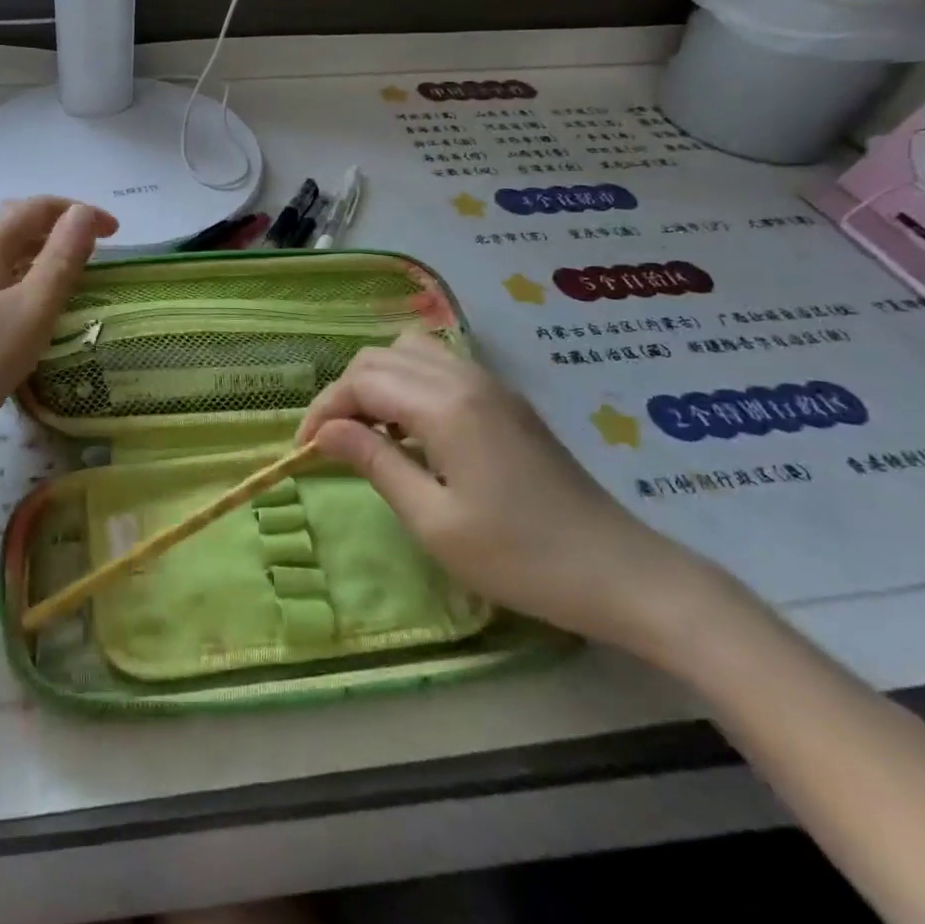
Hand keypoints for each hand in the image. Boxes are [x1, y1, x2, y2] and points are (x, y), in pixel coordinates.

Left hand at [0, 198, 116, 470]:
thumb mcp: (32, 311)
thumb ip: (61, 260)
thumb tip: (82, 213)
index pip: (35, 207)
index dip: (78, 211)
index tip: (115, 232)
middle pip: (12, 221)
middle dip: (57, 224)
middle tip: (92, 245)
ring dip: (37, 249)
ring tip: (67, 271)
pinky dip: (19, 273)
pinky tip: (27, 303)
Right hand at [298, 331, 716, 653]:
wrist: (620, 571)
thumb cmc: (520, 556)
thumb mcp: (433, 520)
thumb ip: (374, 463)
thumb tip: (324, 432)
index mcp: (444, 405)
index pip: (361, 382)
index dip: (323, 410)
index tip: (304, 450)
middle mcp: (465, 378)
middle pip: (380, 356)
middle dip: (345, 392)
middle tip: (333, 444)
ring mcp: (491, 385)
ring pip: (411, 352)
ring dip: (378, 382)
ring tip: (372, 433)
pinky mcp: (507, 400)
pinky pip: (440, 368)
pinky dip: (409, 385)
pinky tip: (414, 432)